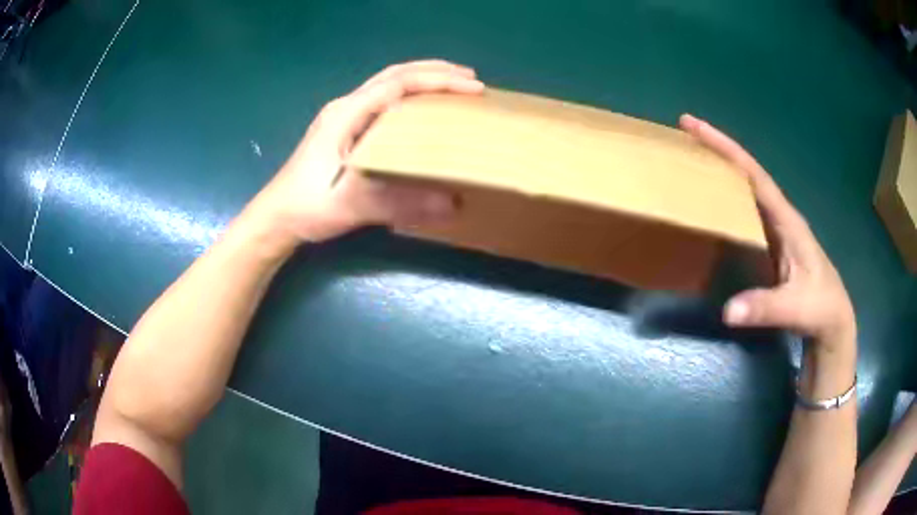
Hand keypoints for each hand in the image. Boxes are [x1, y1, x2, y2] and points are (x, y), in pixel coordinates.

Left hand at [251, 60, 483, 244]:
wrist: (277, 217)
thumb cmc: (308, 206)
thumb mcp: (352, 204)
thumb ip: (400, 202)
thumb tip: (453, 202)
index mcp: (347, 113)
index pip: (399, 84)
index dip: (438, 81)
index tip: (473, 87)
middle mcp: (346, 107)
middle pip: (394, 74)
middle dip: (434, 71)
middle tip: (470, 77)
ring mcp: (343, 116)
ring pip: (387, 84)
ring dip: (421, 79)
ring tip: (453, 85)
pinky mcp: (343, 129)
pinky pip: (382, 100)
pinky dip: (408, 95)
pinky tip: (420, 108)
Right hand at [680, 115, 855, 348]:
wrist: (833, 321)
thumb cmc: (820, 308)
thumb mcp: (796, 309)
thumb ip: (765, 307)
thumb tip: (727, 310)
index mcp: (787, 220)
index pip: (754, 175)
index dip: (726, 149)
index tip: (694, 126)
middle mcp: (780, 216)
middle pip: (747, 173)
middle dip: (718, 150)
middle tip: (684, 134)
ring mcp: (776, 230)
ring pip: (746, 191)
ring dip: (721, 172)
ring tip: (691, 160)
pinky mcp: (772, 243)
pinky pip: (745, 212)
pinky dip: (726, 199)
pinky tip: (712, 202)